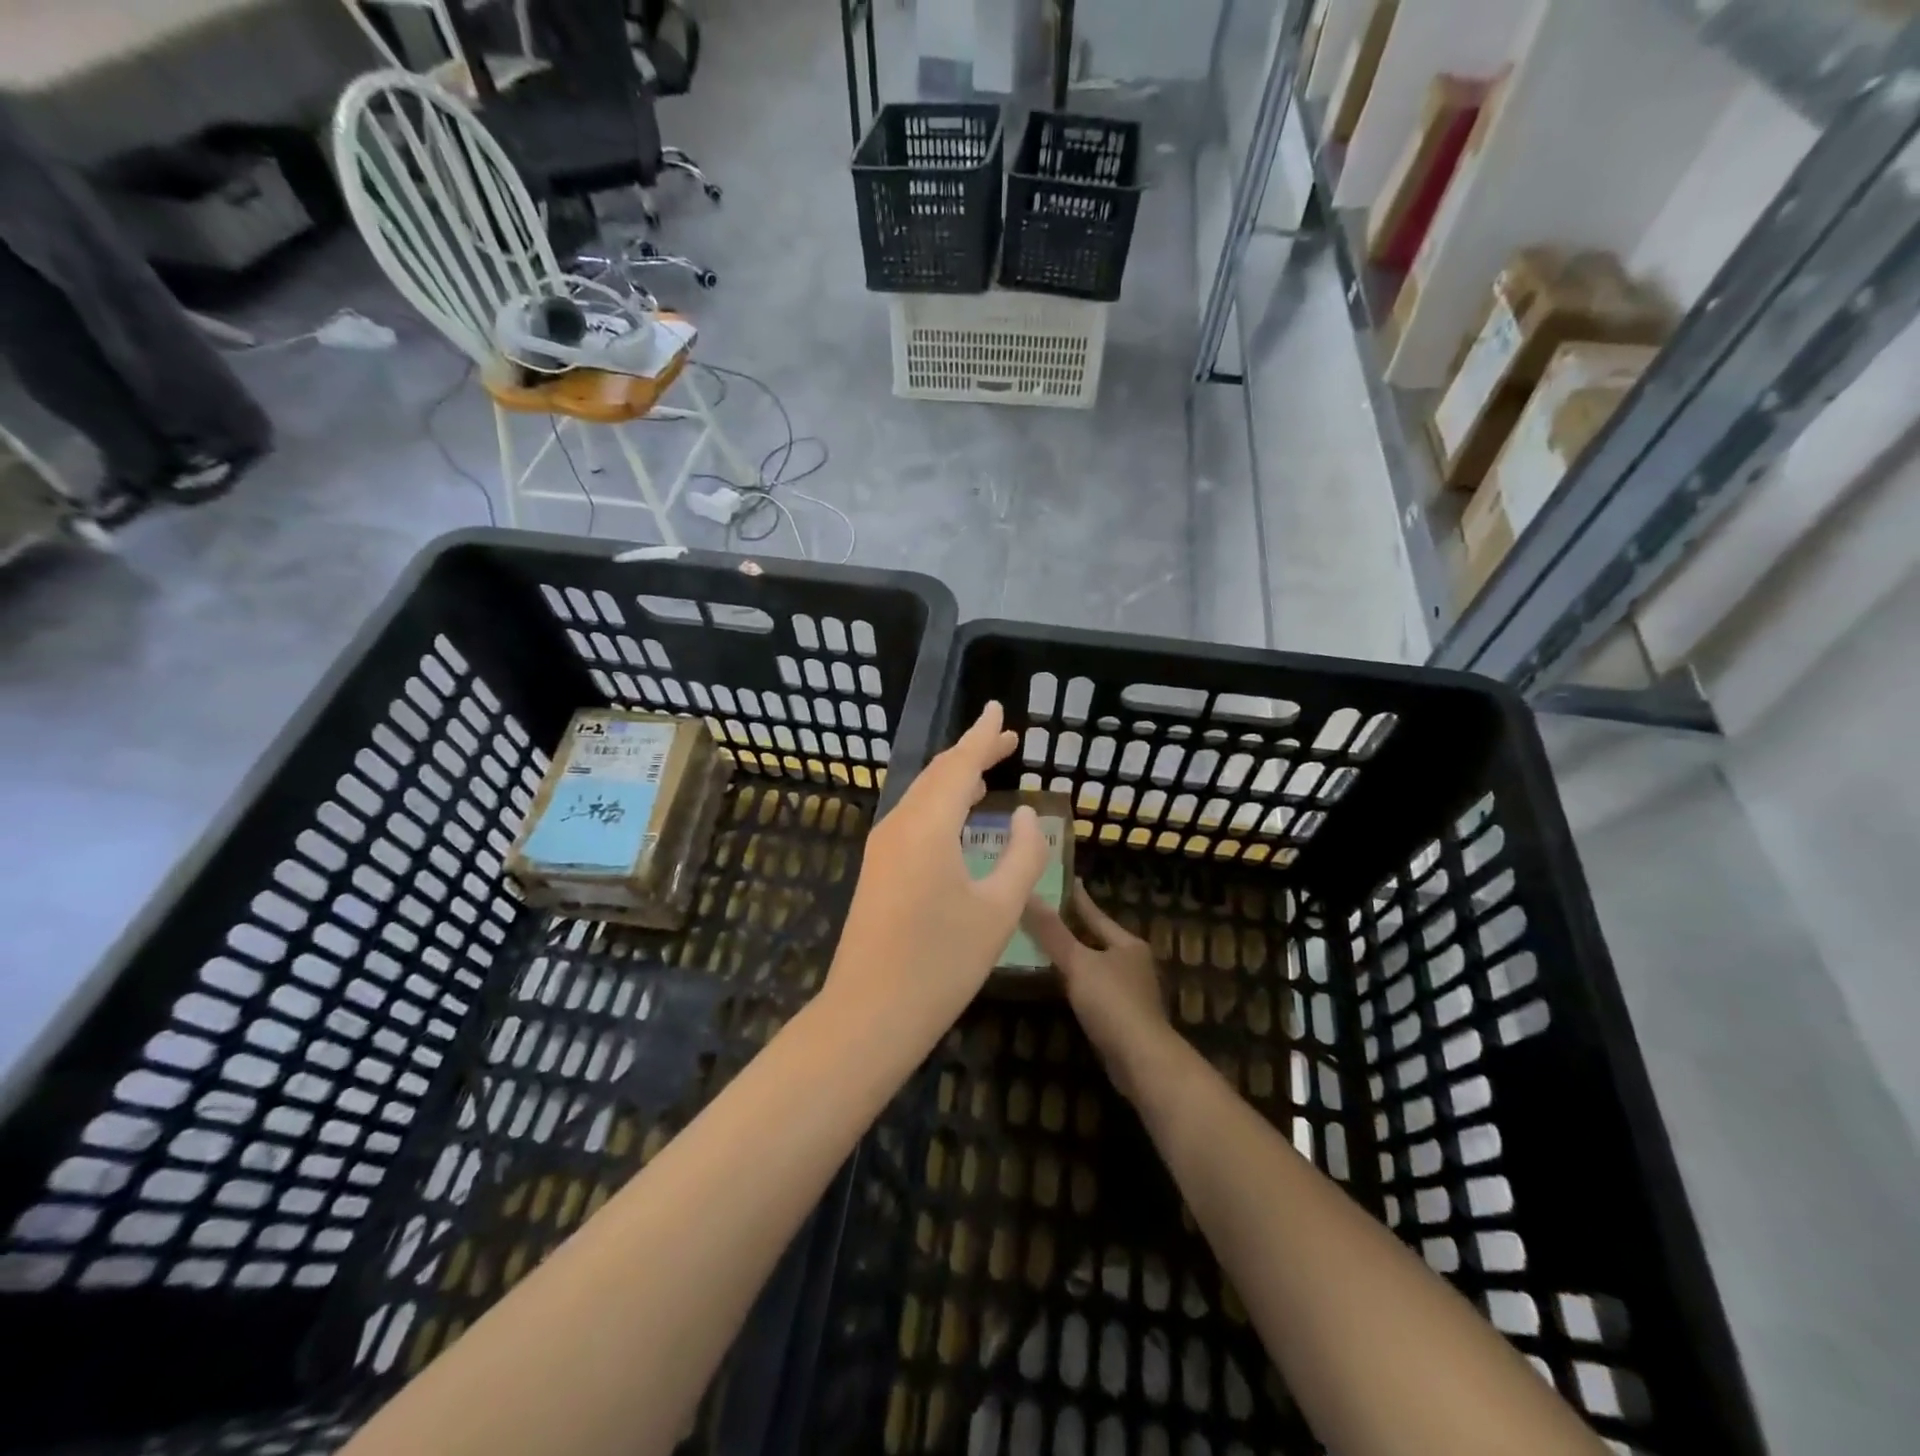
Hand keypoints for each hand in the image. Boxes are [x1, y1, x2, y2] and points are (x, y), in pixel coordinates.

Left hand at [824, 703, 1049, 1049]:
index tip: (998, 710)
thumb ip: (1021, 855)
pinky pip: (912, 817)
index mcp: (928, 825)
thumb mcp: (998, 910)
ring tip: (987, 770)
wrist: (869, 1013)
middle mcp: (899, 825)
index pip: (960, 765)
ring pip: (921, 795)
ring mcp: (882, 847)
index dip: (983, 736)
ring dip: (954, 778)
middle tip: (1005, 740)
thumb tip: (1024, 814)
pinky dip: (939, 803)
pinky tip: (956, 816)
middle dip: (971, 753)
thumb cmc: (941, 964)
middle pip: (938, 774)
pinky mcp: (877, 869)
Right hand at [1024, 880, 1176, 1102]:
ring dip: (1075, 958)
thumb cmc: (1112, 1002)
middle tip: (1046, 914)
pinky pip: (1095, 990)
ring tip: (1046, 947)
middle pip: (1098, 939)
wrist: (1141, 1059)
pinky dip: (1078, 983)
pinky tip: (1060, 985)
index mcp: (1127, 944)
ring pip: (1096, 965)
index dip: (1078, 899)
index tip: (1066, 881)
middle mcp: (1133, 963)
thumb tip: (1028, 895)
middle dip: (1074, 928)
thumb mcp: (1078, 963)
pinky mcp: (1123, 1017)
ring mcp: (1130, 991)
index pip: (1096, 915)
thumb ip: (1052, 932)